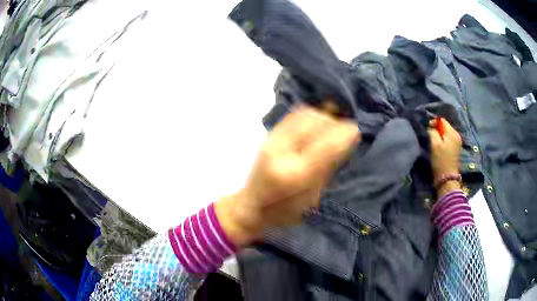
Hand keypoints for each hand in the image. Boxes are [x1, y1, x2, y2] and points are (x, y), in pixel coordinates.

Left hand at [216, 106, 360, 245]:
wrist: (250, 207)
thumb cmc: (283, 212)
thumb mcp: (312, 197)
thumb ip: (328, 167)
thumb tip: (346, 141)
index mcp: (294, 175)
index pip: (326, 145)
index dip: (345, 134)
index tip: (357, 131)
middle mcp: (281, 152)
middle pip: (315, 123)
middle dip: (335, 123)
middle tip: (346, 129)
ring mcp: (272, 140)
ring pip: (305, 115)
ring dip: (324, 117)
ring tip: (333, 125)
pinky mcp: (269, 136)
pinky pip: (294, 115)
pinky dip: (310, 114)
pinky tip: (318, 121)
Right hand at [428, 118, 462, 196]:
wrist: (447, 178)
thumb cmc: (440, 160)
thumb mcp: (434, 144)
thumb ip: (432, 132)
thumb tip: (431, 127)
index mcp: (452, 133)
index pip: (442, 120)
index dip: (433, 122)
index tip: (427, 129)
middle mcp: (457, 135)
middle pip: (445, 126)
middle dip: (437, 129)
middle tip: (430, 136)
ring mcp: (457, 143)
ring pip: (446, 133)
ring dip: (440, 136)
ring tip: (434, 142)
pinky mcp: (456, 149)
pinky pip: (448, 140)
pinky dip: (443, 141)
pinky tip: (439, 147)